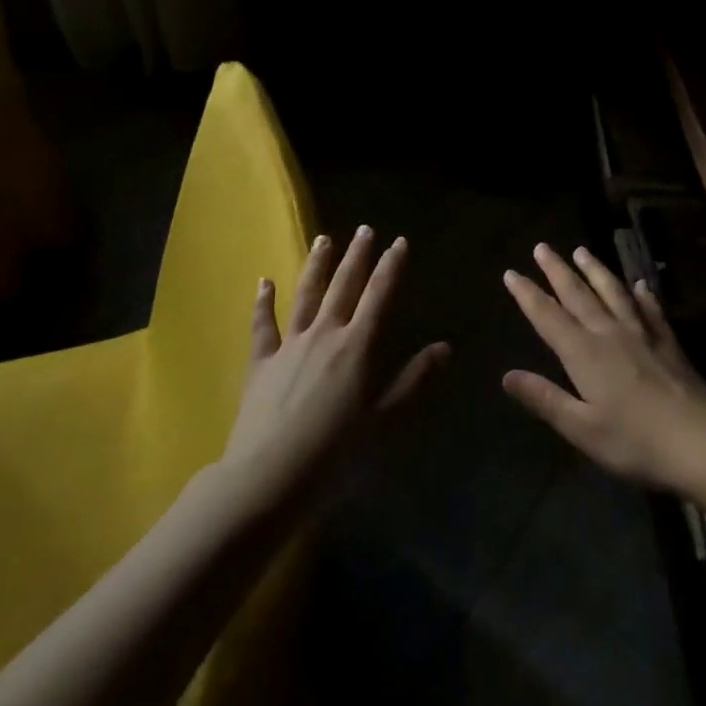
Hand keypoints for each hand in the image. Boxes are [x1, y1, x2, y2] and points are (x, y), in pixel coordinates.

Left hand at [222, 227, 448, 493]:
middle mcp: (324, 334)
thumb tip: (444, 346)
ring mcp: (289, 345)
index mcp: (357, 346)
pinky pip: (263, 325)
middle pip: (343, 286)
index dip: (391, 267)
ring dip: (317, 265)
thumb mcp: (387, 421)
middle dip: (357, 256)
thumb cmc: (337, 453)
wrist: (270, 477)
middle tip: (365, 229)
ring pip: (306, 295)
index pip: (379, 296)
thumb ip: (415, 380)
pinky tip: (263, 281)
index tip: (399, 242)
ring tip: (324, 238)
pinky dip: (263, 302)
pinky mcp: (261, 362)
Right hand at [502, 243, 705, 489]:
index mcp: (584, 354)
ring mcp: (642, 334)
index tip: (511, 273)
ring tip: (582, 251)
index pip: (548, 317)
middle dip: (557, 271)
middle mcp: (609, 334)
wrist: (699, 442)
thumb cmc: (634, 441)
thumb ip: (545, 398)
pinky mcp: (669, 343)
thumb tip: (507, 375)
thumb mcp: (582, 428)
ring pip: (613, 293)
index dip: (527, 294)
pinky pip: (651, 310)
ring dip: (595, 270)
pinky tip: (640, 285)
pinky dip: (643, 295)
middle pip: (578, 295)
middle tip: (542, 247)